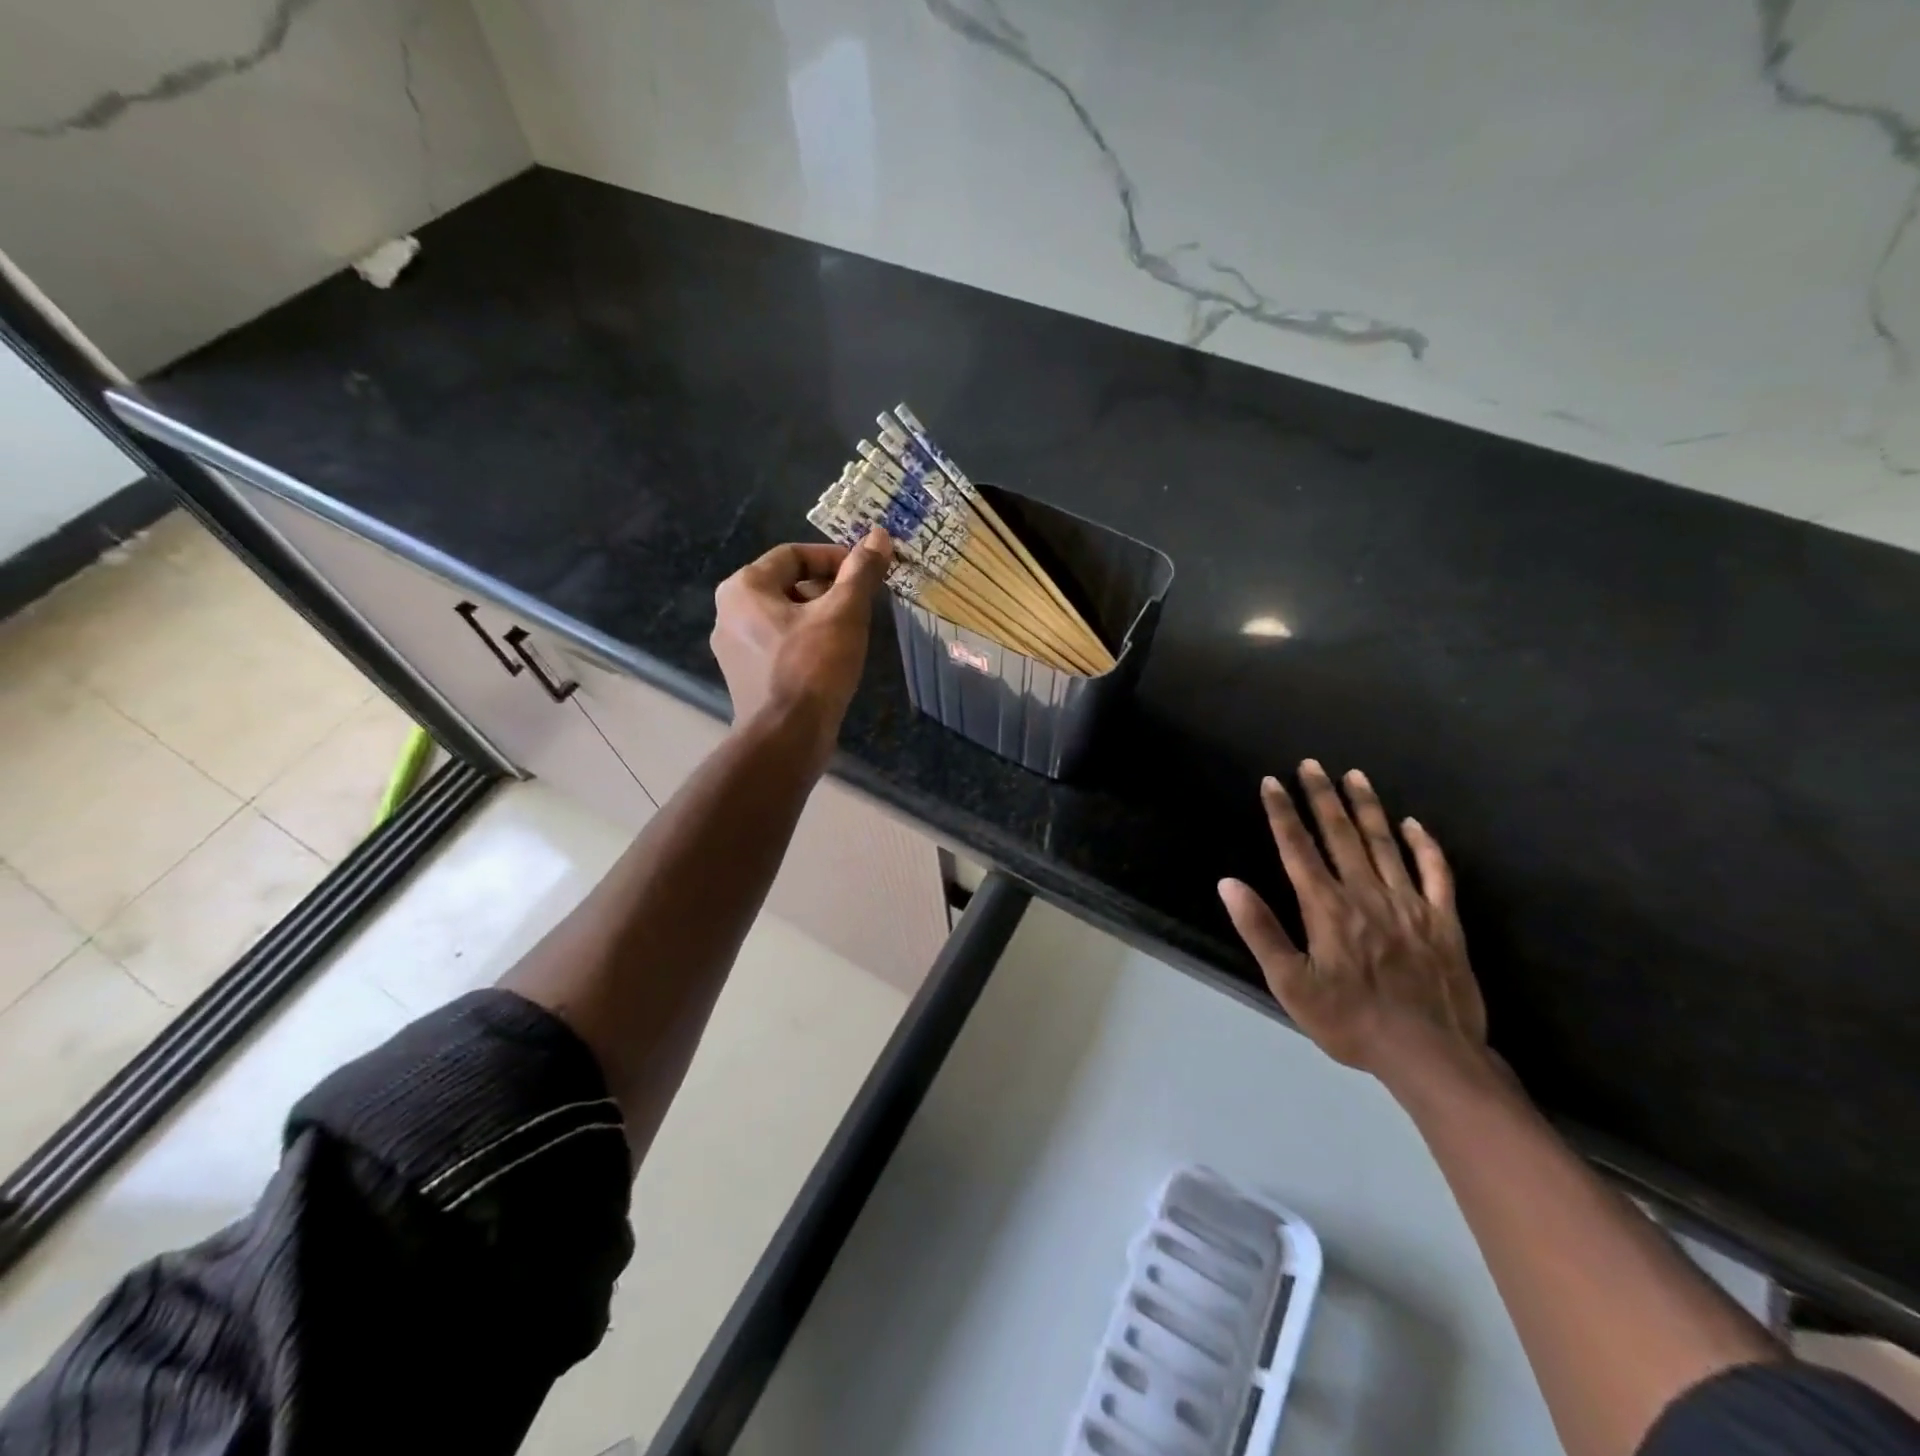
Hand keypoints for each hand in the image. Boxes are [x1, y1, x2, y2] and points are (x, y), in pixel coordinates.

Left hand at [710, 530, 891, 747]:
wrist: (786, 738)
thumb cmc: (813, 667)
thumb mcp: (844, 612)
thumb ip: (861, 572)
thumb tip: (879, 535)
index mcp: (743, 588)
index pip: (793, 555)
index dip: (834, 558)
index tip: (865, 572)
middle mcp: (729, 613)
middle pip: (787, 585)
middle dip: (828, 589)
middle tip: (862, 604)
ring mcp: (734, 648)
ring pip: (784, 617)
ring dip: (819, 617)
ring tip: (852, 632)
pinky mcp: (746, 677)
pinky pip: (779, 645)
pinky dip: (806, 643)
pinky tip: (833, 659)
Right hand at [1218, 760, 1485, 1080]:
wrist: (1430, 1055)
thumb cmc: (1349, 1021)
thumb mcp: (1291, 984)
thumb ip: (1260, 930)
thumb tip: (1228, 883)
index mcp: (1327, 907)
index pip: (1298, 848)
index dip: (1282, 813)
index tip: (1271, 782)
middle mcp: (1366, 893)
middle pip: (1340, 835)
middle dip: (1322, 796)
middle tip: (1311, 764)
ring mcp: (1410, 904)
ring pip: (1384, 843)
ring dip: (1367, 807)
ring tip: (1354, 776)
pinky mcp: (1444, 920)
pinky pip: (1436, 873)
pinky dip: (1425, 846)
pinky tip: (1414, 825)